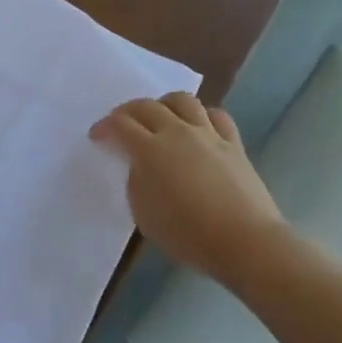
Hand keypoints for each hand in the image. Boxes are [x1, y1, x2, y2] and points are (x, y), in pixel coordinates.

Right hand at [90, 93, 287, 288]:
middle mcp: (177, 133)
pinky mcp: (234, 144)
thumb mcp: (143, 213)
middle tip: (120, 124)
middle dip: (128, 111)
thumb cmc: (187, 234)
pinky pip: (216, 115)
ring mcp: (208, 135)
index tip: (97, 136)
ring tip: (159, 117)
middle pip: (147, 106)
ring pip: (183, 101)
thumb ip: (137, 182)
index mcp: (149, 150)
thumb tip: (142, 166)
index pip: (119, 125)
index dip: (104, 127)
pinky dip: (201, 115)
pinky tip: (197, 127)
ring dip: (164, 104)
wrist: (244, 241)